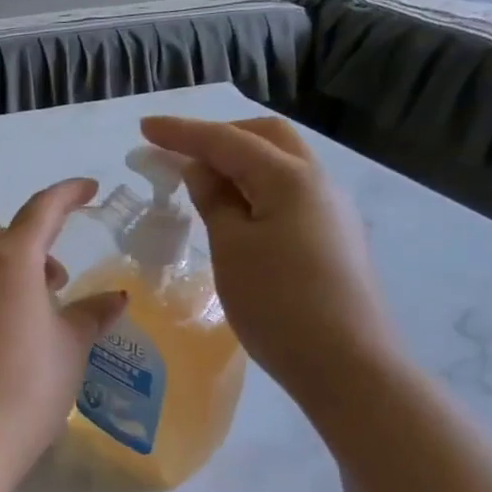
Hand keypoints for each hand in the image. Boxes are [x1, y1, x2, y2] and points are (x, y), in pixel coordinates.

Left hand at [0, 179, 128, 475]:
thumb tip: (114, 297)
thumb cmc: (29, 384)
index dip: (66, 195)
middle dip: (31, 247)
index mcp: (9, 263)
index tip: (88, 188)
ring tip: (29, 315)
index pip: (40, 212)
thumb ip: (91, 315)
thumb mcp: (71, 347)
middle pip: (0, 240)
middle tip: (57, 279)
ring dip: (4, 278)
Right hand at [139, 115, 400, 408]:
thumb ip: (214, 200)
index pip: (226, 140)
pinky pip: (288, 192)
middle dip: (219, 134)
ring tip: (200, 179)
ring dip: (239, 160)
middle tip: (178, 149)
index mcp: (289, 177)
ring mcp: (330, 209)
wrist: (348, 364)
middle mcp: (317, 182)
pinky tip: (235, 210)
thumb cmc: (278, 303)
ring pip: (281, 164)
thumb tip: (198, 168)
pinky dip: (255, 186)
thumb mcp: (231, 248)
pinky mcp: (332, 236)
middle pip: (266, 137)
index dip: (182, 132)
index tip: (144, 127)